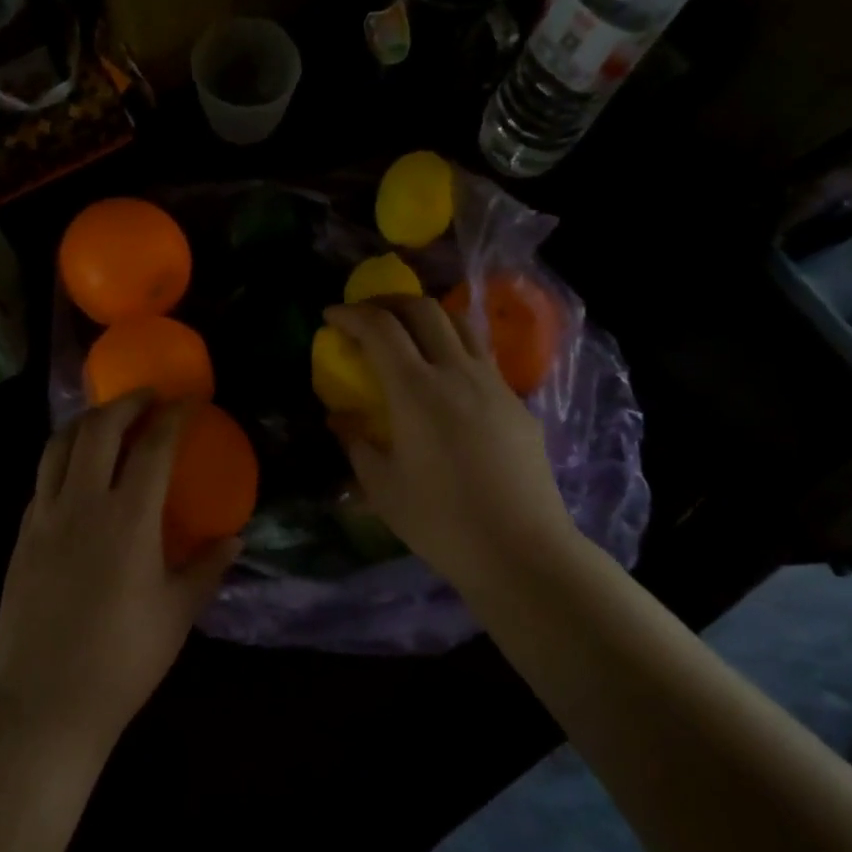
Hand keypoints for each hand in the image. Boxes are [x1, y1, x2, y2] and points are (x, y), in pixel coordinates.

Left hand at [0, 392, 238, 747]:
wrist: (43, 705)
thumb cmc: (122, 661)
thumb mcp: (178, 613)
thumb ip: (207, 567)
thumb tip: (234, 538)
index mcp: (128, 519)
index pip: (153, 446)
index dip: (174, 416)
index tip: (190, 402)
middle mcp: (81, 505)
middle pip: (98, 429)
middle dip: (127, 403)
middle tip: (149, 398)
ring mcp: (43, 518)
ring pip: (58, 445)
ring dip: (87, 422)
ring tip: (108, 420)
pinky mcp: (20, 538)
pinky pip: (41, 480)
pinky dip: (62, 458)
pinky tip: (76, 473)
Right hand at [325, 298, 576, 587]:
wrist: (521, 550)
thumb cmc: (442, 522)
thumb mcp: (383, 488)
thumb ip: (356, 444)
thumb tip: (339, 419)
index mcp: (417, 390)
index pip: (380, 329)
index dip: (351, 314)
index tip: (330, 315)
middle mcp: (457, 372)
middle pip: (424, 310)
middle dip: (389, 301)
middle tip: (366, 316)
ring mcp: (494, 384)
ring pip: (461, 324)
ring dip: (427, 316)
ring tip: (407, 332)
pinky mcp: (517, 403)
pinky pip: (481, 357)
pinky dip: (453, 348)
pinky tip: (445, 380)